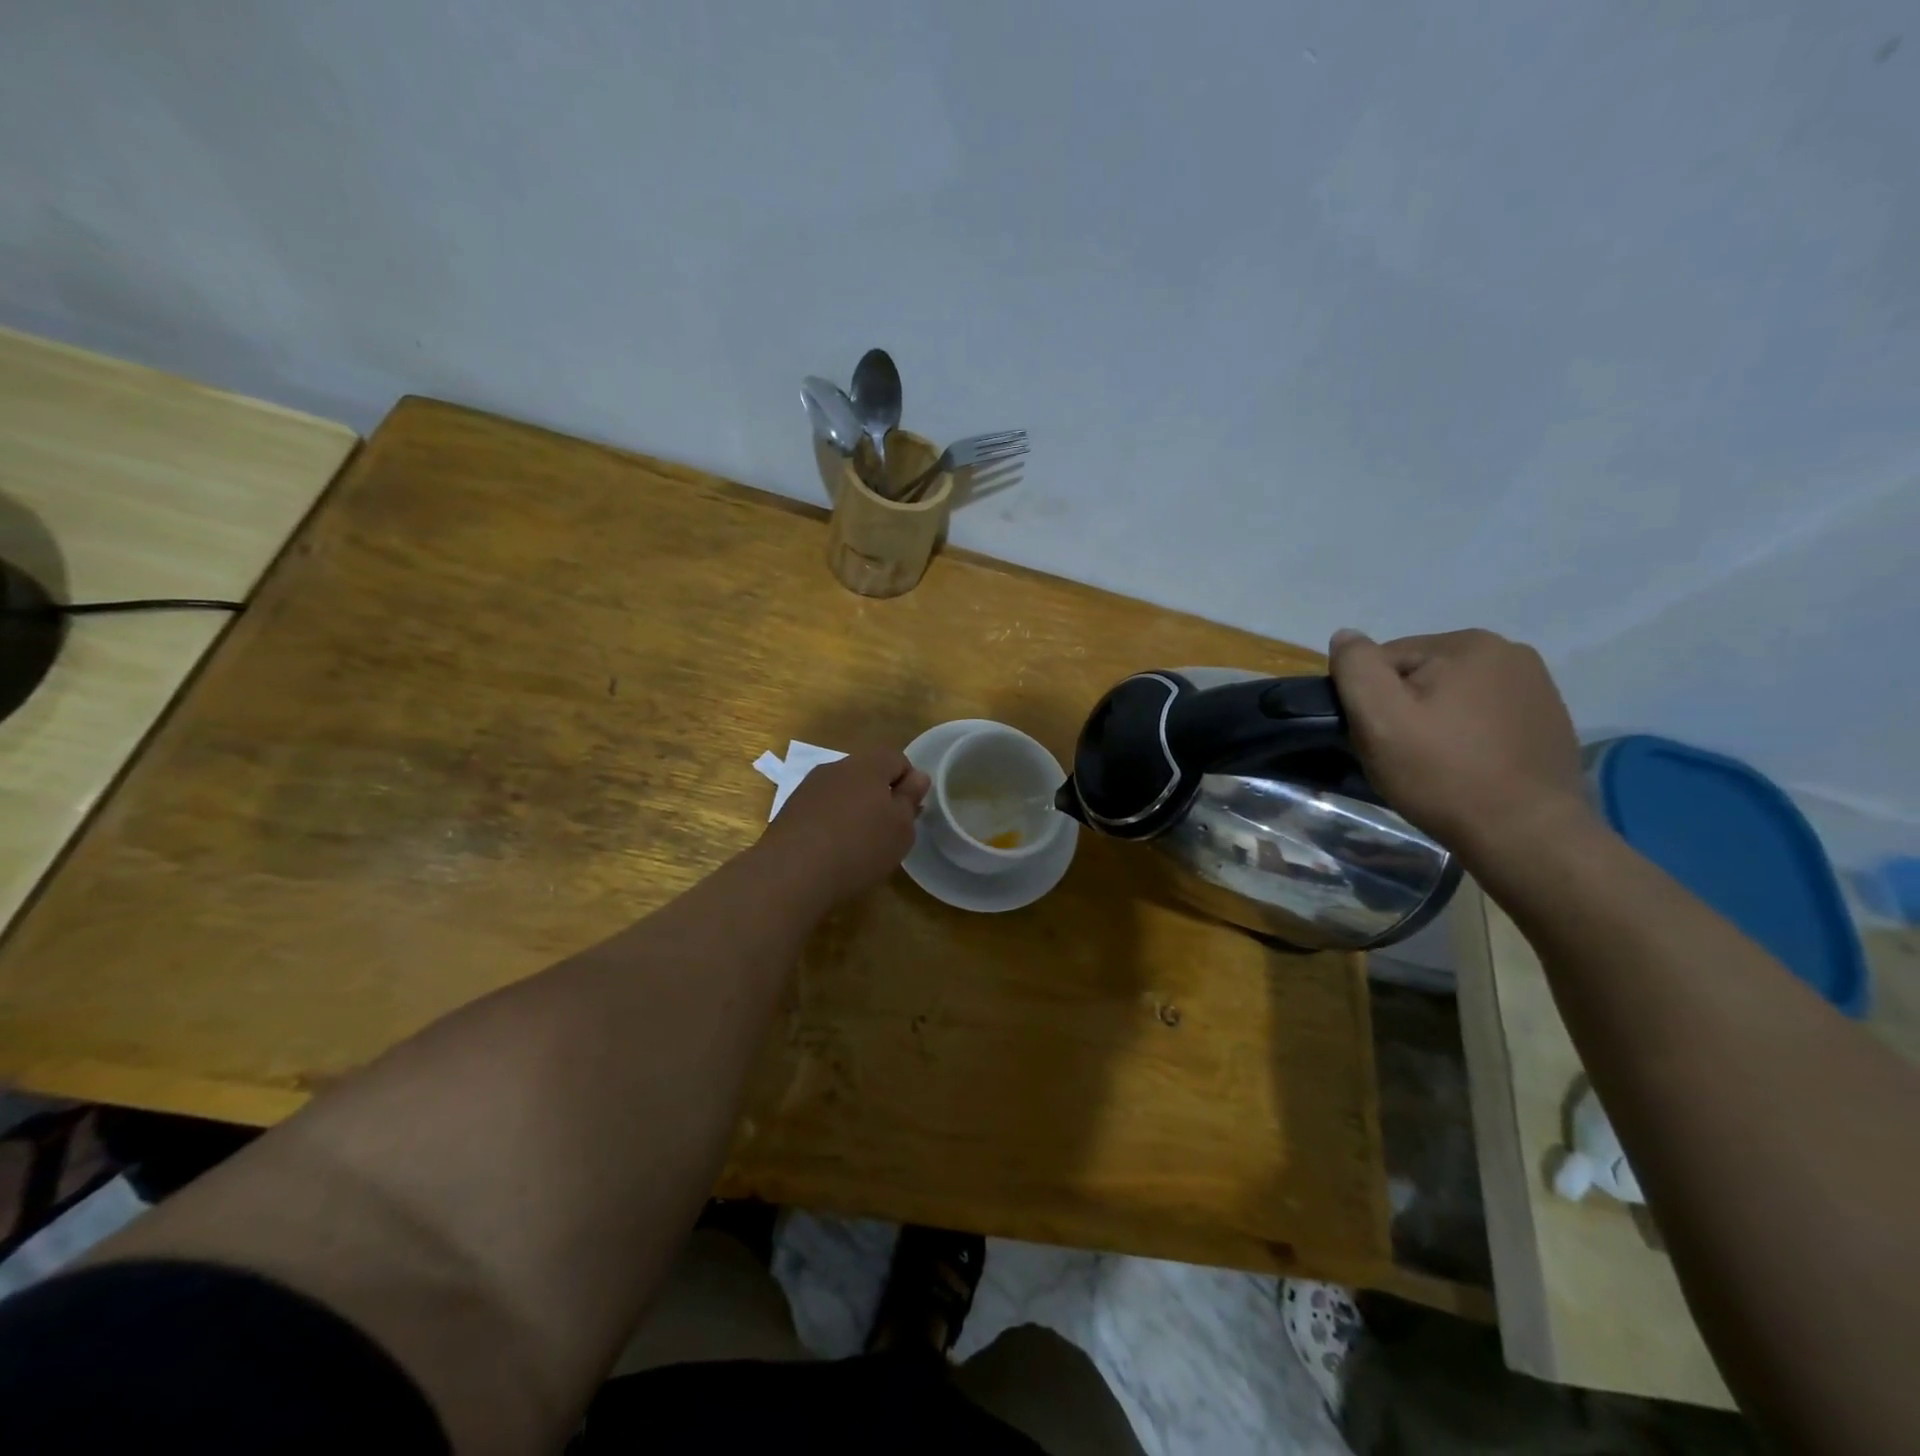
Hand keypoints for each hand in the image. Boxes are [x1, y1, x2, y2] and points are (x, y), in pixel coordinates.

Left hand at [755, 749, 930, 907]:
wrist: (791, 873)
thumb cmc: (859, 847)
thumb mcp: (900, 828)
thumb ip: (910, 798)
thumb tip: (917, 777)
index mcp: (868, 764)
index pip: (897, 759)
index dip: (909, 784)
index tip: (910, 814)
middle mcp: (836, 767)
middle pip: (868, 774)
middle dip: (881, 797)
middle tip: (888, 832)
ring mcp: (809, 788)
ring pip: (843, 792)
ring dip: (854, 811)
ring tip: (859, 846)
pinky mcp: (790, 810)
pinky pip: (821, 810)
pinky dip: (831, 824)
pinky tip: (832, 852)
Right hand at [1327, 628, 1594, 853]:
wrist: (1527, 835)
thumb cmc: (1443, 774)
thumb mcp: (1379, 718)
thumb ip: (1355, 668)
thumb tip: (1345, 636)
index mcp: (1467, 644)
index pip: (1385, 659)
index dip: (1368, 700)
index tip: (1375, 738)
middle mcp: (1508, 652)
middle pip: (1419, 675)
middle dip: (1402, 708)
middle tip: (1400, 755)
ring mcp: (1535, 686)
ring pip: (1451, 695)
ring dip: (1433, 721)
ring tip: (1434, 764)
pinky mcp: (1547, 719)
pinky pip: (1483, 715)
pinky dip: (1466, 734)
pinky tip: (1467, 766)